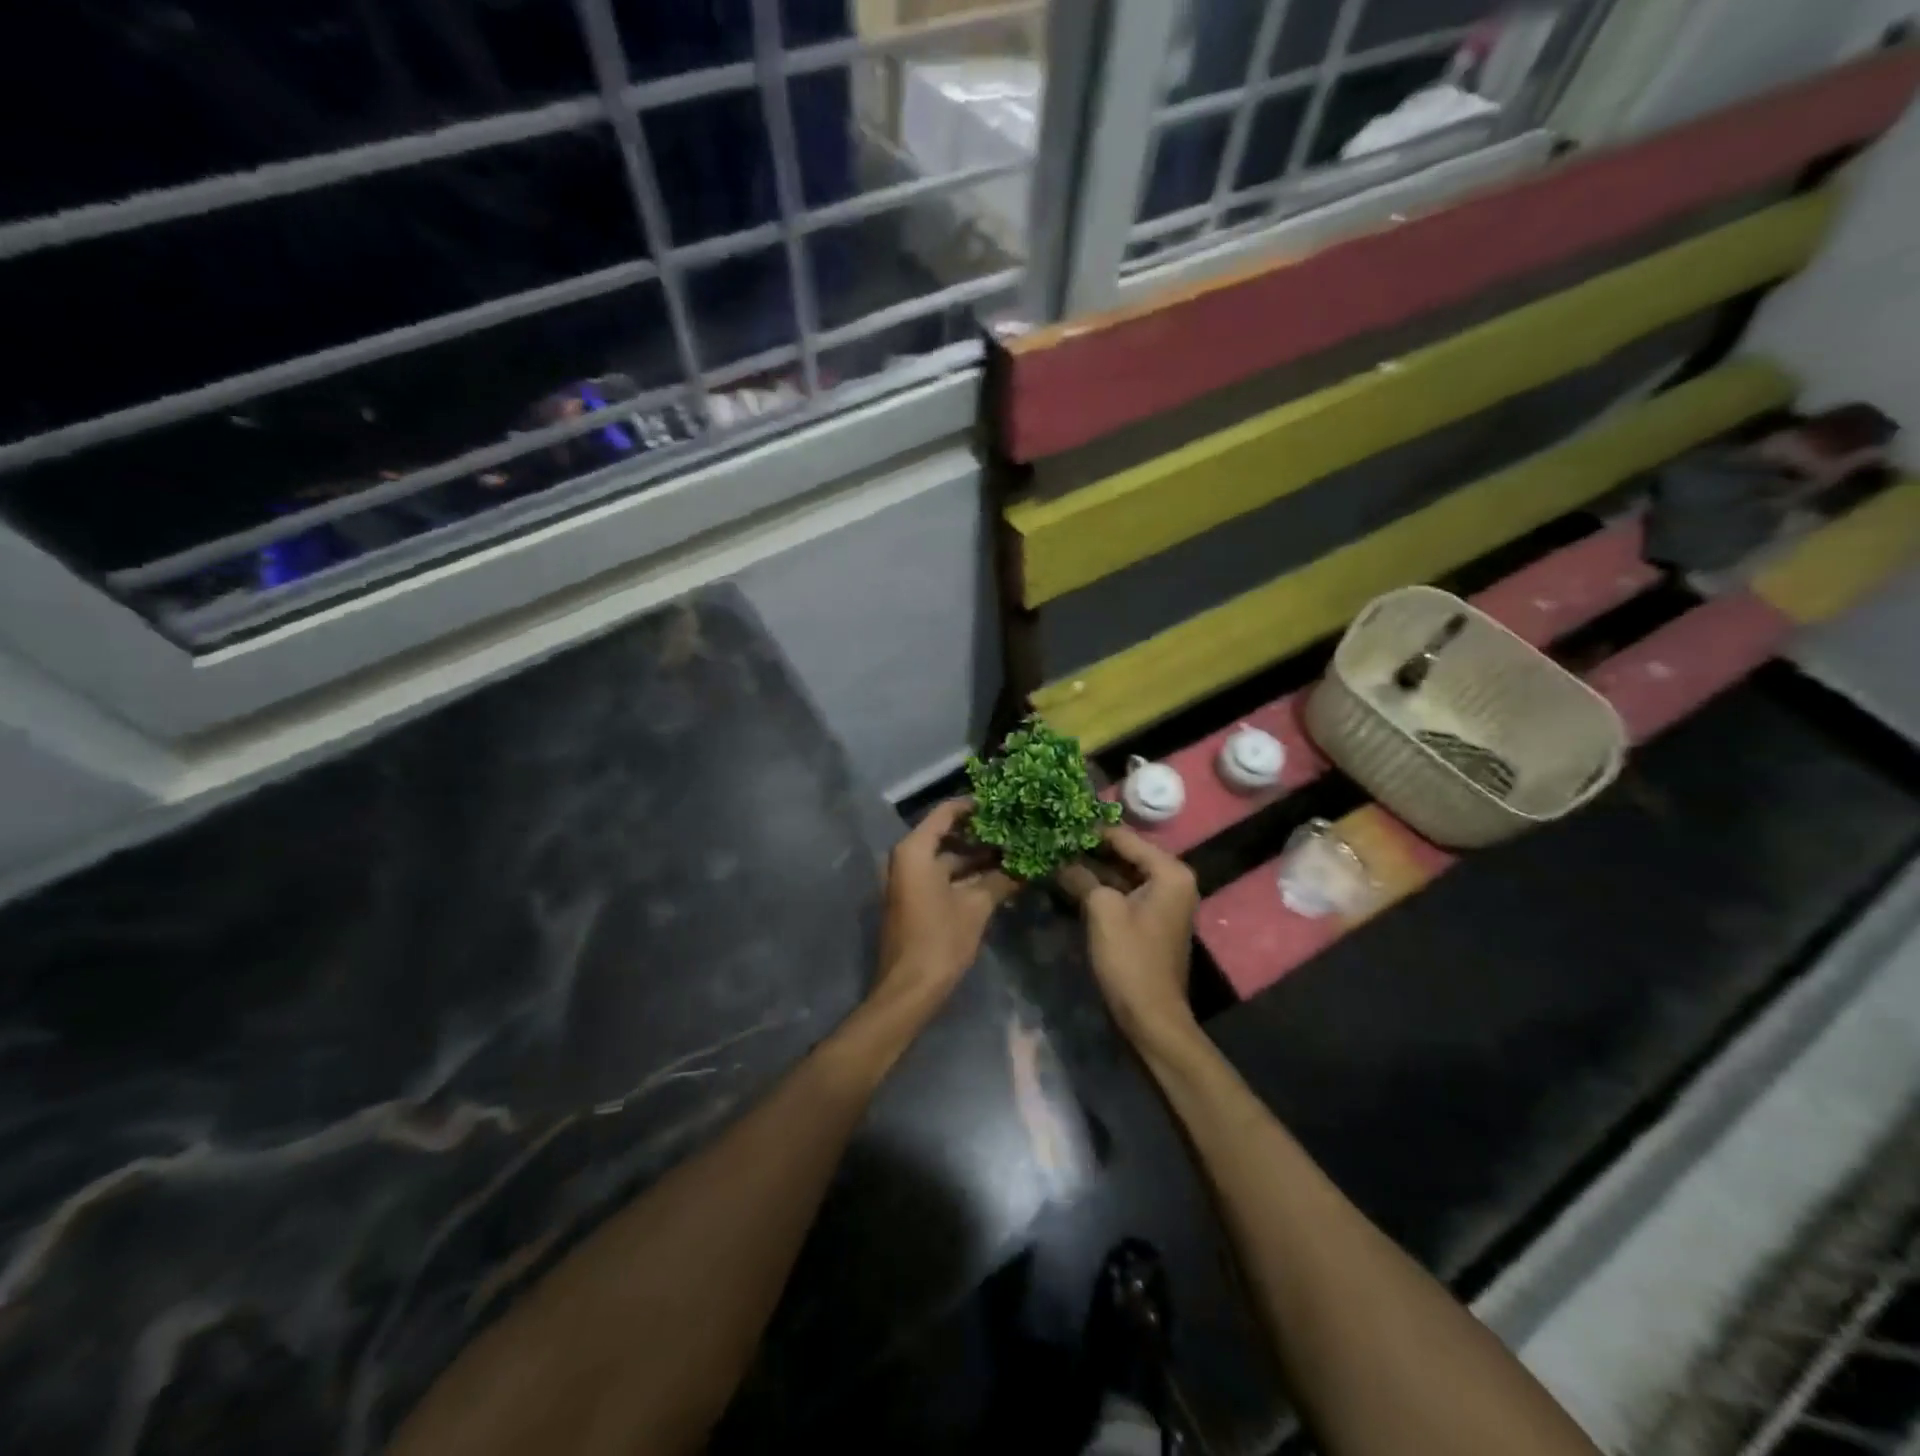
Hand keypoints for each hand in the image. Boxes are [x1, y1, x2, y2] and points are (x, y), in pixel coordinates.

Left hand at [874, 799, 1017, 1015]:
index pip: (946, 813)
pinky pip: (943, 876)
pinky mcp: (916, 899)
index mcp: (916, 851)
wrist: (909, 989)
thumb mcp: (976, 907)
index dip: (974, 806)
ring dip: (978, 858)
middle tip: (1016, 829)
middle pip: (947, 835)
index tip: (1004, 803)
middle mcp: (908, 858)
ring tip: (1015, 852)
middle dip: (982, 835)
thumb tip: (1029, 864)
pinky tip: (1000, 877)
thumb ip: (1001, 880)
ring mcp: (910, 880)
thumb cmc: (939, 940)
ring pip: (948, 859)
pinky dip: (968, 876)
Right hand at [1057, 825, 1199, 1045]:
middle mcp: (1172, 880)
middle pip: (1125, 853)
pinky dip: (1099, 886)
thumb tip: (1059, 859)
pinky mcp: (1150, 919)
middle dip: (1090, 848)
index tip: (1058, 821)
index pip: (1125, 837)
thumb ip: (1082, 876)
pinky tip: (1069, 880)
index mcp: (1169, 872)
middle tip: (1053, 838)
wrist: (1151, 1016)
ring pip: (1121, 873)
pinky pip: (1123, 892)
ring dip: (1092, 867)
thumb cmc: (1130, 958)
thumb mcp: (1102, 910)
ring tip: (1055, 854)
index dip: (1091, 830)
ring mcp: (1162, 901)